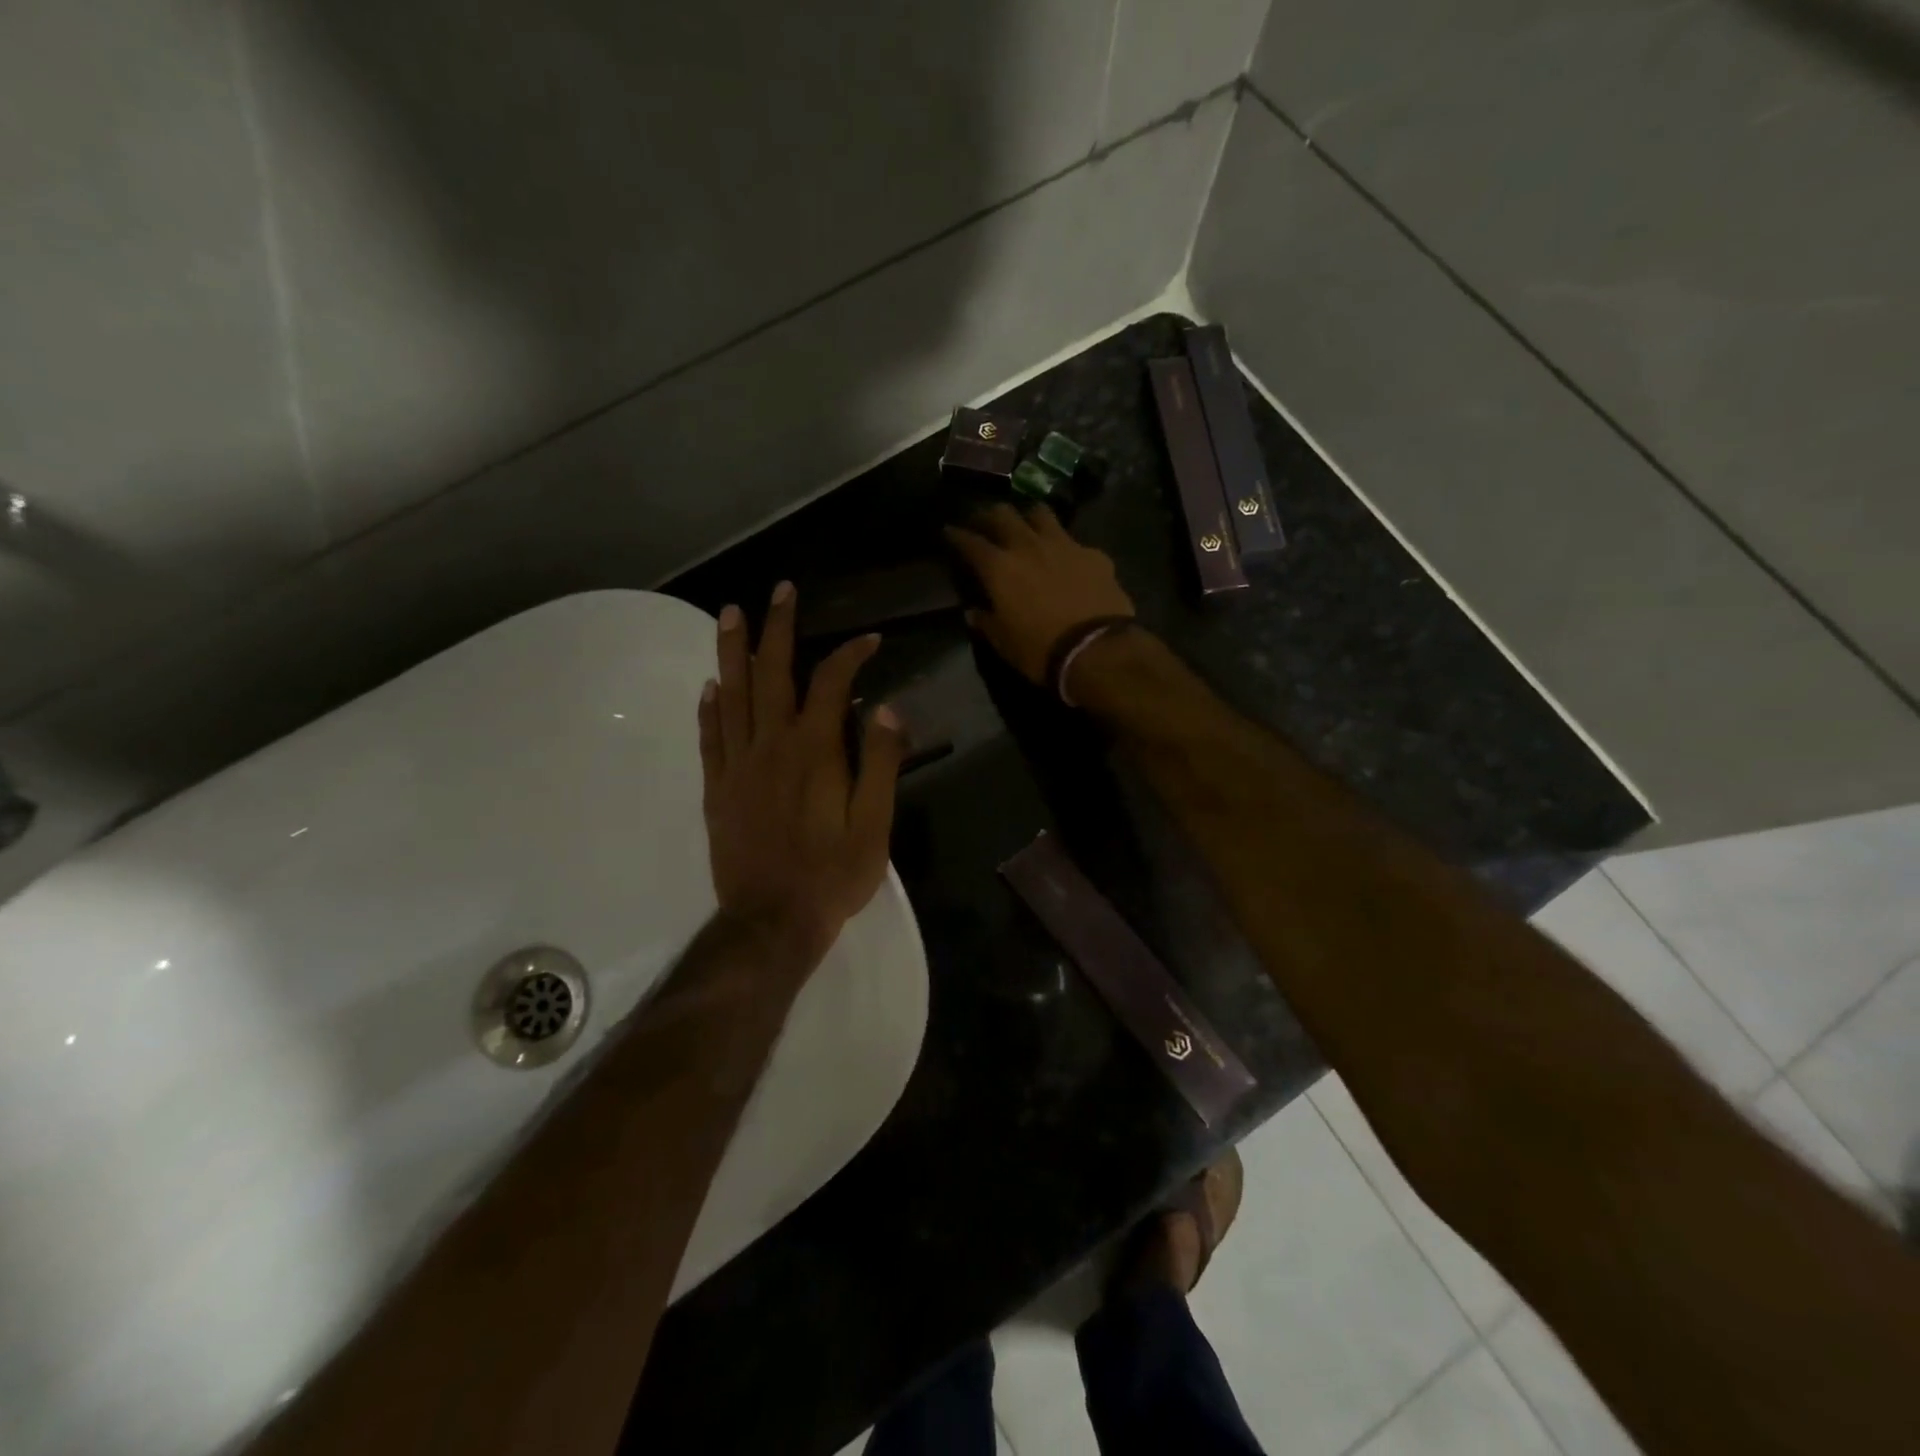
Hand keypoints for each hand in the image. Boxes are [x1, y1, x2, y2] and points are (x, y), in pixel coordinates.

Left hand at [698, 582, 905, 961]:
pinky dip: (709, 709)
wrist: (773, 920)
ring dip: (732, 651)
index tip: (869, 639)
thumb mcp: (875, 823)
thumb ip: (880, 762)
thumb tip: (882, 708)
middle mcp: (771, 746)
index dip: (850, 655)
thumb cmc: (832, 874)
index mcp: (814, 751)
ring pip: (733, 696)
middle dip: (778, 628)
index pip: (830, 684)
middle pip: (772, 674)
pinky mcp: (717, 790)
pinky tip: (710, 686)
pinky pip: (710, 739)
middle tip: (779, 591)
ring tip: (729, 613)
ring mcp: (738, 766)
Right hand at [943, 503, 1134, 684]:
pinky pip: (1074, 541)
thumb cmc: (1040, 650)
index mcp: (1000, 568)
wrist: (1096, 649)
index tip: (950, 531)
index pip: (970, 541)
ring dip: (1029, 517)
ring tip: (1027, 527)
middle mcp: (1028, 546)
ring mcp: (1064, 545)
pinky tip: (1068, 560)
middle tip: (985, 522)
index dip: (957, 535)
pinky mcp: (1093, 554)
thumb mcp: (1004, 643)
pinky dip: (1065, 547)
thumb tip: (973, 612)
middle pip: (1003, 514)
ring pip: (1040, 513)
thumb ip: (986, 622)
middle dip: (990, 515)